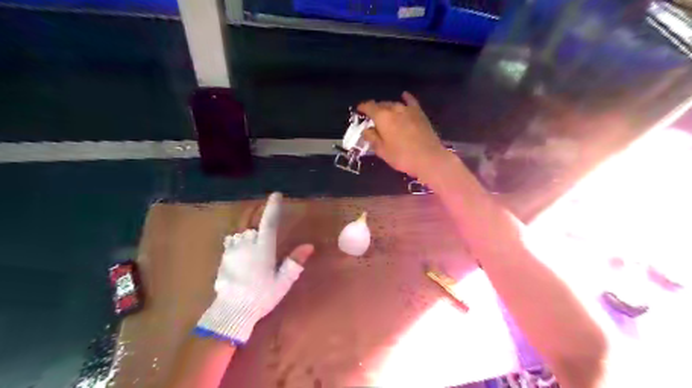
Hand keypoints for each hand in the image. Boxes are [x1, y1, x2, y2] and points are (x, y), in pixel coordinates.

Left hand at [195, 193, 314, 344]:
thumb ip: (295, 261)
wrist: (232, 310)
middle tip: (264, 203)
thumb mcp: (283, 281)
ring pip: (239, 226)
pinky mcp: (224, 256)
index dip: (272, 207)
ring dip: (247, 218)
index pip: (269, 222)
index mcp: (263, 248)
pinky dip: (238, 231)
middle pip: (250, 219)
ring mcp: (233, 249)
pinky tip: (241, 234)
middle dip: (257, 208)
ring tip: (253, 215)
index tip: (276, 195)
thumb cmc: (262, 296)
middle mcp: (247, 244)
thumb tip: (309, 245)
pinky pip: (232, 237)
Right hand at [357, 91, 448, 176]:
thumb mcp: (382, 151)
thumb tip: (366, 130)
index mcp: (382, 117)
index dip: (363, 108)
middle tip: (371, 117)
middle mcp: (394, 109)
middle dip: (375, 109)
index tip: (359, 110)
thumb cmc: (402, 156)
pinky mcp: (419, 113)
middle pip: (381, 104)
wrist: (429, 158)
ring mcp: (408, 110)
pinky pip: (411, 102)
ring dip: (387, 107)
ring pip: (394, 104)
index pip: (369, 107)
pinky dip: (406, 98)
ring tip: (385, 113)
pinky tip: (404, 95)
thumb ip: (372, 138)